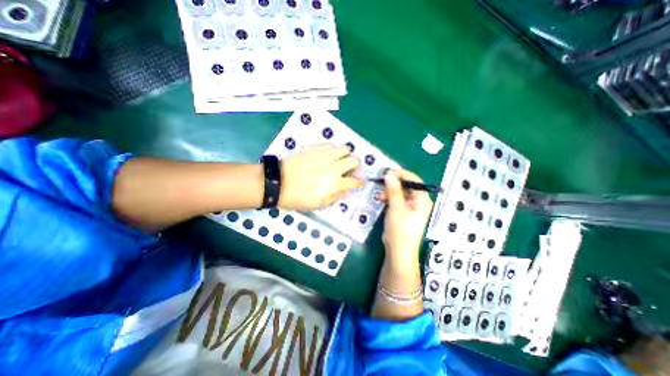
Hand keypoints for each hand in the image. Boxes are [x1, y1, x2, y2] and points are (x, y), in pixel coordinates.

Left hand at [279, 144, 360, 209]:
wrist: (278, 182)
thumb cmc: (298, 198)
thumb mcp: (318, 205)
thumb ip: (335, 197)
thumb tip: (345, 191)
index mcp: (335, 183)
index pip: (355, 181)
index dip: (359, 182)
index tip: (359, 182)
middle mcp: (334, 167)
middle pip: (354, 160)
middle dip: (356, 166)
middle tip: (350, 170)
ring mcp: (324, 155)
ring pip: (345, 148)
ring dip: (346, 155)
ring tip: (340, 160)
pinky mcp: (315, 148)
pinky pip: (331, 144)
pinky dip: (333, 150)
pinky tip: (328, 156)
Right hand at [381, 171, 434, 263]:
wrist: (398, 250)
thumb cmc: (400, 229)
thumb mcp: (396, 207)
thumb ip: (393, 190)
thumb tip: (389, 175)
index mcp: (422, 198)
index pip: (413, 179)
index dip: (400, 174)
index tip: (387, 173)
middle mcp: (418, 201)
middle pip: (406, 185)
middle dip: (393, 184)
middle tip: (381, 186)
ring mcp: (411, 207)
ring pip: (400, 192)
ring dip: (389, 192)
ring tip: (380, 196)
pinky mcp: (403, 212)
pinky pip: (397, 200)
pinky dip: (389, 198)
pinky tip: (382, 200)